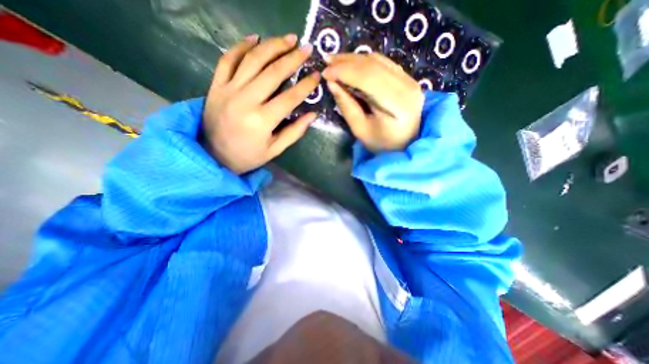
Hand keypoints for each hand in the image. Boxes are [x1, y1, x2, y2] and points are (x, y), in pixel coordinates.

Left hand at [202, 34, 319, 173]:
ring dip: (272, 46)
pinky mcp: (216, 86)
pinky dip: (241, 46)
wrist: (213, 155)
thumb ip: (295, 132)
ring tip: (288, 39)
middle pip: (273, 73)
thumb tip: (313, 115)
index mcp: (262, 121)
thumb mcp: (275, 149)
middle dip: (292, 58)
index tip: (317, 76)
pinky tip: (255, 38)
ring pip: (252, 60)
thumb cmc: (248, 156)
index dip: (306, 86)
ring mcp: (228, 90)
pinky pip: (227, 60)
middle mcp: (245, 101)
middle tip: (306, 48)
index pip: (290, 98)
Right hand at [322, 52, 424, 151]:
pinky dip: (365, 62)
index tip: (325, 72)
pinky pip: (384, 63)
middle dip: (347, 62)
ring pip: (378, 60)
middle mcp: (407, 87)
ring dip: (354, 59)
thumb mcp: (360, 130)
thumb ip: (347, 106)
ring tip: (336, 61)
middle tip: (327, 61)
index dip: (345, 72)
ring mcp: (410, 80)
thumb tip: (332, 83)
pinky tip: (352, 64)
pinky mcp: (408, 78)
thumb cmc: (381, 143)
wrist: (405, 144)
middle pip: (374, 65)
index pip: (369, 78)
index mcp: (397, 105)